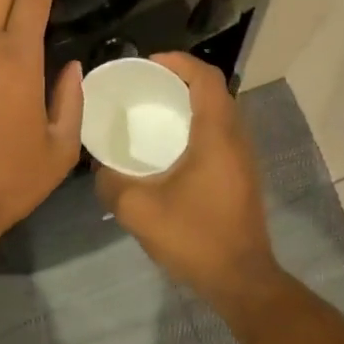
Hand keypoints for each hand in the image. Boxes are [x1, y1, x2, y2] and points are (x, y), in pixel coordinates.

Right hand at [94, 53, 281, 315]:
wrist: (242, 281)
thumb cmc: (196, 238)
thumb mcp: (139, 211)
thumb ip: (112, 183)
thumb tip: (100, 167)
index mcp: (217, 134)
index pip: (206, 77)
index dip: (178, 62)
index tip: (148, 64)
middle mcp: (236, 138)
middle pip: (214, 90)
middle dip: (180, 80)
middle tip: (145, 87)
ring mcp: (243, 158)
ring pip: (219, 113)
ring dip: (190, 104)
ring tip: (154, 112)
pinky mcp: (242, 176)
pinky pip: (221, 134)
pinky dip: (197, 126)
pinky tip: (171, 149)